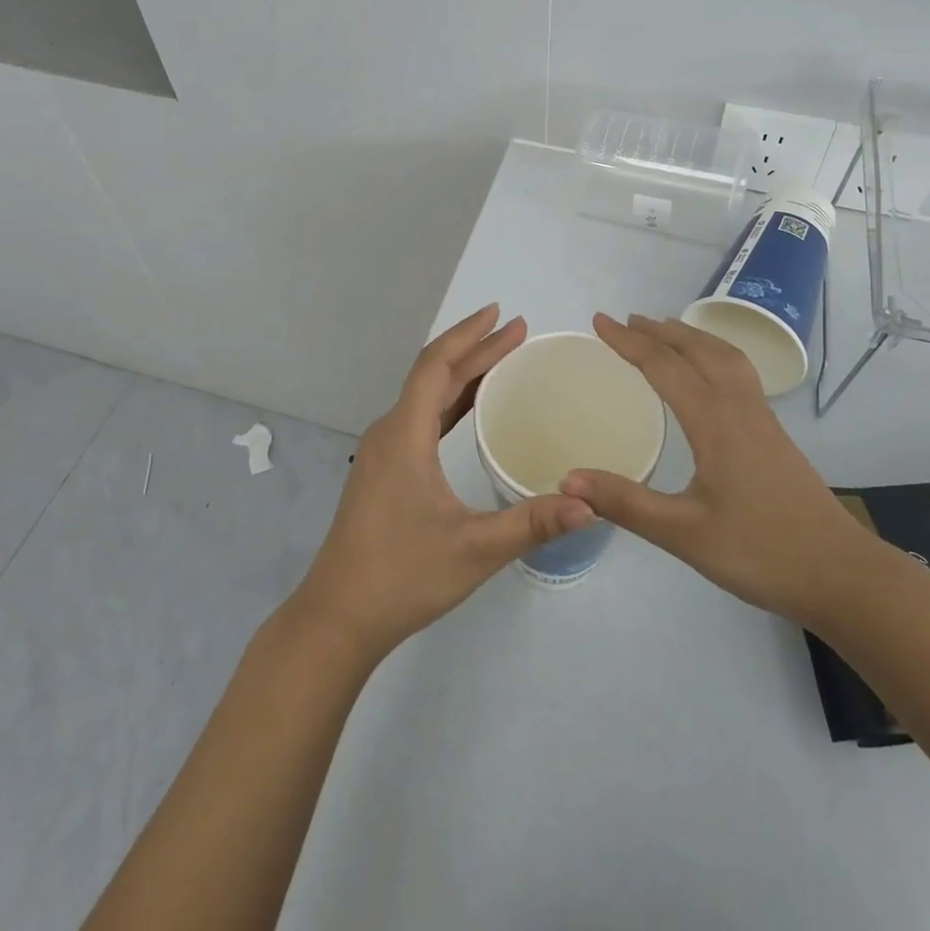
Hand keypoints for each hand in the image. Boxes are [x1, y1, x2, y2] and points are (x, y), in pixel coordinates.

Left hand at [291, 304, 594, 658]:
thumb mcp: (474, 550)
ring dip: (462, 374)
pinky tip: (469, 409)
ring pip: (425, 396)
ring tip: (501, 359)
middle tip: (517, 331)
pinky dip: (449, 402)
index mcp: (404, 435)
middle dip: (475, 349)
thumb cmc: (402, 576)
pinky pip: (420, 419)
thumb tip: (591, 505)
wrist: (338, 617)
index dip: (468, 334)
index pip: (436, 365)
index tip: (501, 313)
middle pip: (433, 375)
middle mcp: (390, 432)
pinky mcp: (383, 471)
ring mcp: (383, 452)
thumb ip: (532, 524)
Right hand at [561, 313, 886, 631]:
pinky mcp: (774, 434)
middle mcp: (739, 408)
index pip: (664, 367)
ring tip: (665, 330)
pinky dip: (713, 353)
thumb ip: (626, 503)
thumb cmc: (761, 553)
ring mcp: (762, 419)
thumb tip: (568, 479)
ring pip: (725, 356)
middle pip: (697, 350)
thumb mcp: (684, 534)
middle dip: (659, 330)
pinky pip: (739, 372)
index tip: (599, 321)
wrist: (842, 575)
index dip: (629, 342)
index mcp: (715, 422)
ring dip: (690, 336)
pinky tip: (709, 373)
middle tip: (625, 321)